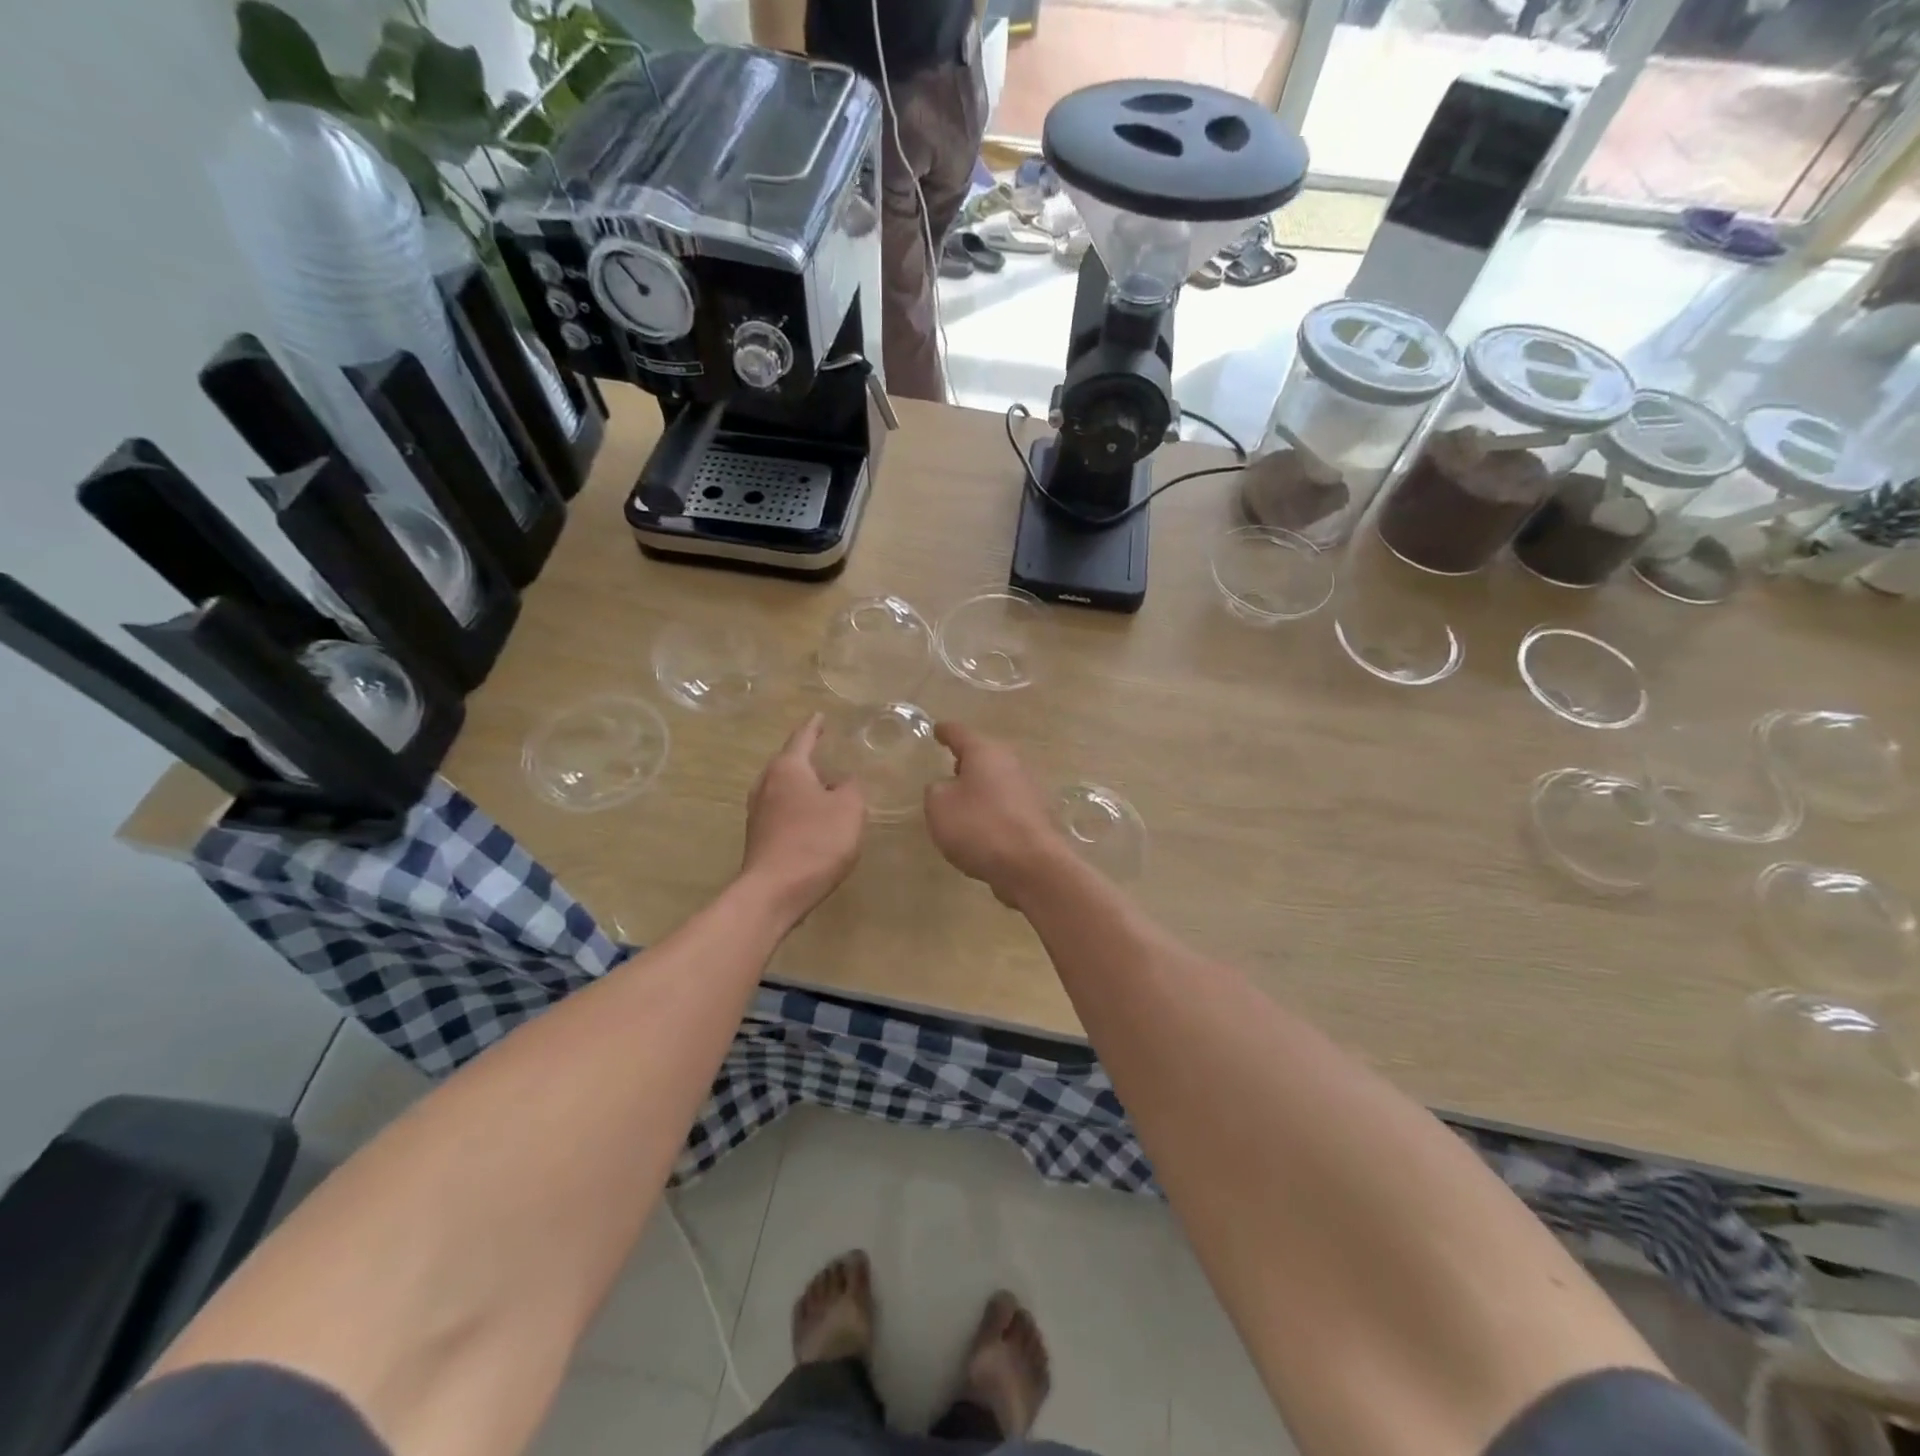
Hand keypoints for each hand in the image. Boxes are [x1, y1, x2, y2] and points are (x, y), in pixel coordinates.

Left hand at [741, 714, 866, 924]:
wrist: (774, 892)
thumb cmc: (815, 842)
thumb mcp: (849, 810)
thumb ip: (852, 788)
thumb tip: (845, 781)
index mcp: (788, 768)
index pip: (803, 737)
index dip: (815, 726)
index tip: (820, 715)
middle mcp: (766, 783)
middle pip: (789, 763)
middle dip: (808, 759)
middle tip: (828, 754)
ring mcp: (758, 812)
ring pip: (784, 788)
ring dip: (803, 786)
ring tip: (825, 788)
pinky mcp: (758, 837)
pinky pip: (781, 811)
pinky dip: (798, 808)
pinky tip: (814, 820)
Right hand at [924, 723, 1064, 906]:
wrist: (1031, 865)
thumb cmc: (979, 827)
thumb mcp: (939, 806)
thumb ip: (936, 789)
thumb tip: (948, 786)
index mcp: (985, 752)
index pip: (960, 733)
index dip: (945, 732)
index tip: (937, 729)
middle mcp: (1011, 762)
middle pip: (985, 754)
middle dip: (967, 760)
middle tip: (951, 765)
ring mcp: (1028, 788)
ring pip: (998, 779)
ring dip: (982, 785)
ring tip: (963, 799)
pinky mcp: (1036, 814)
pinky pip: (1007, 803)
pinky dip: (993, 808)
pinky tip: (983, 824)